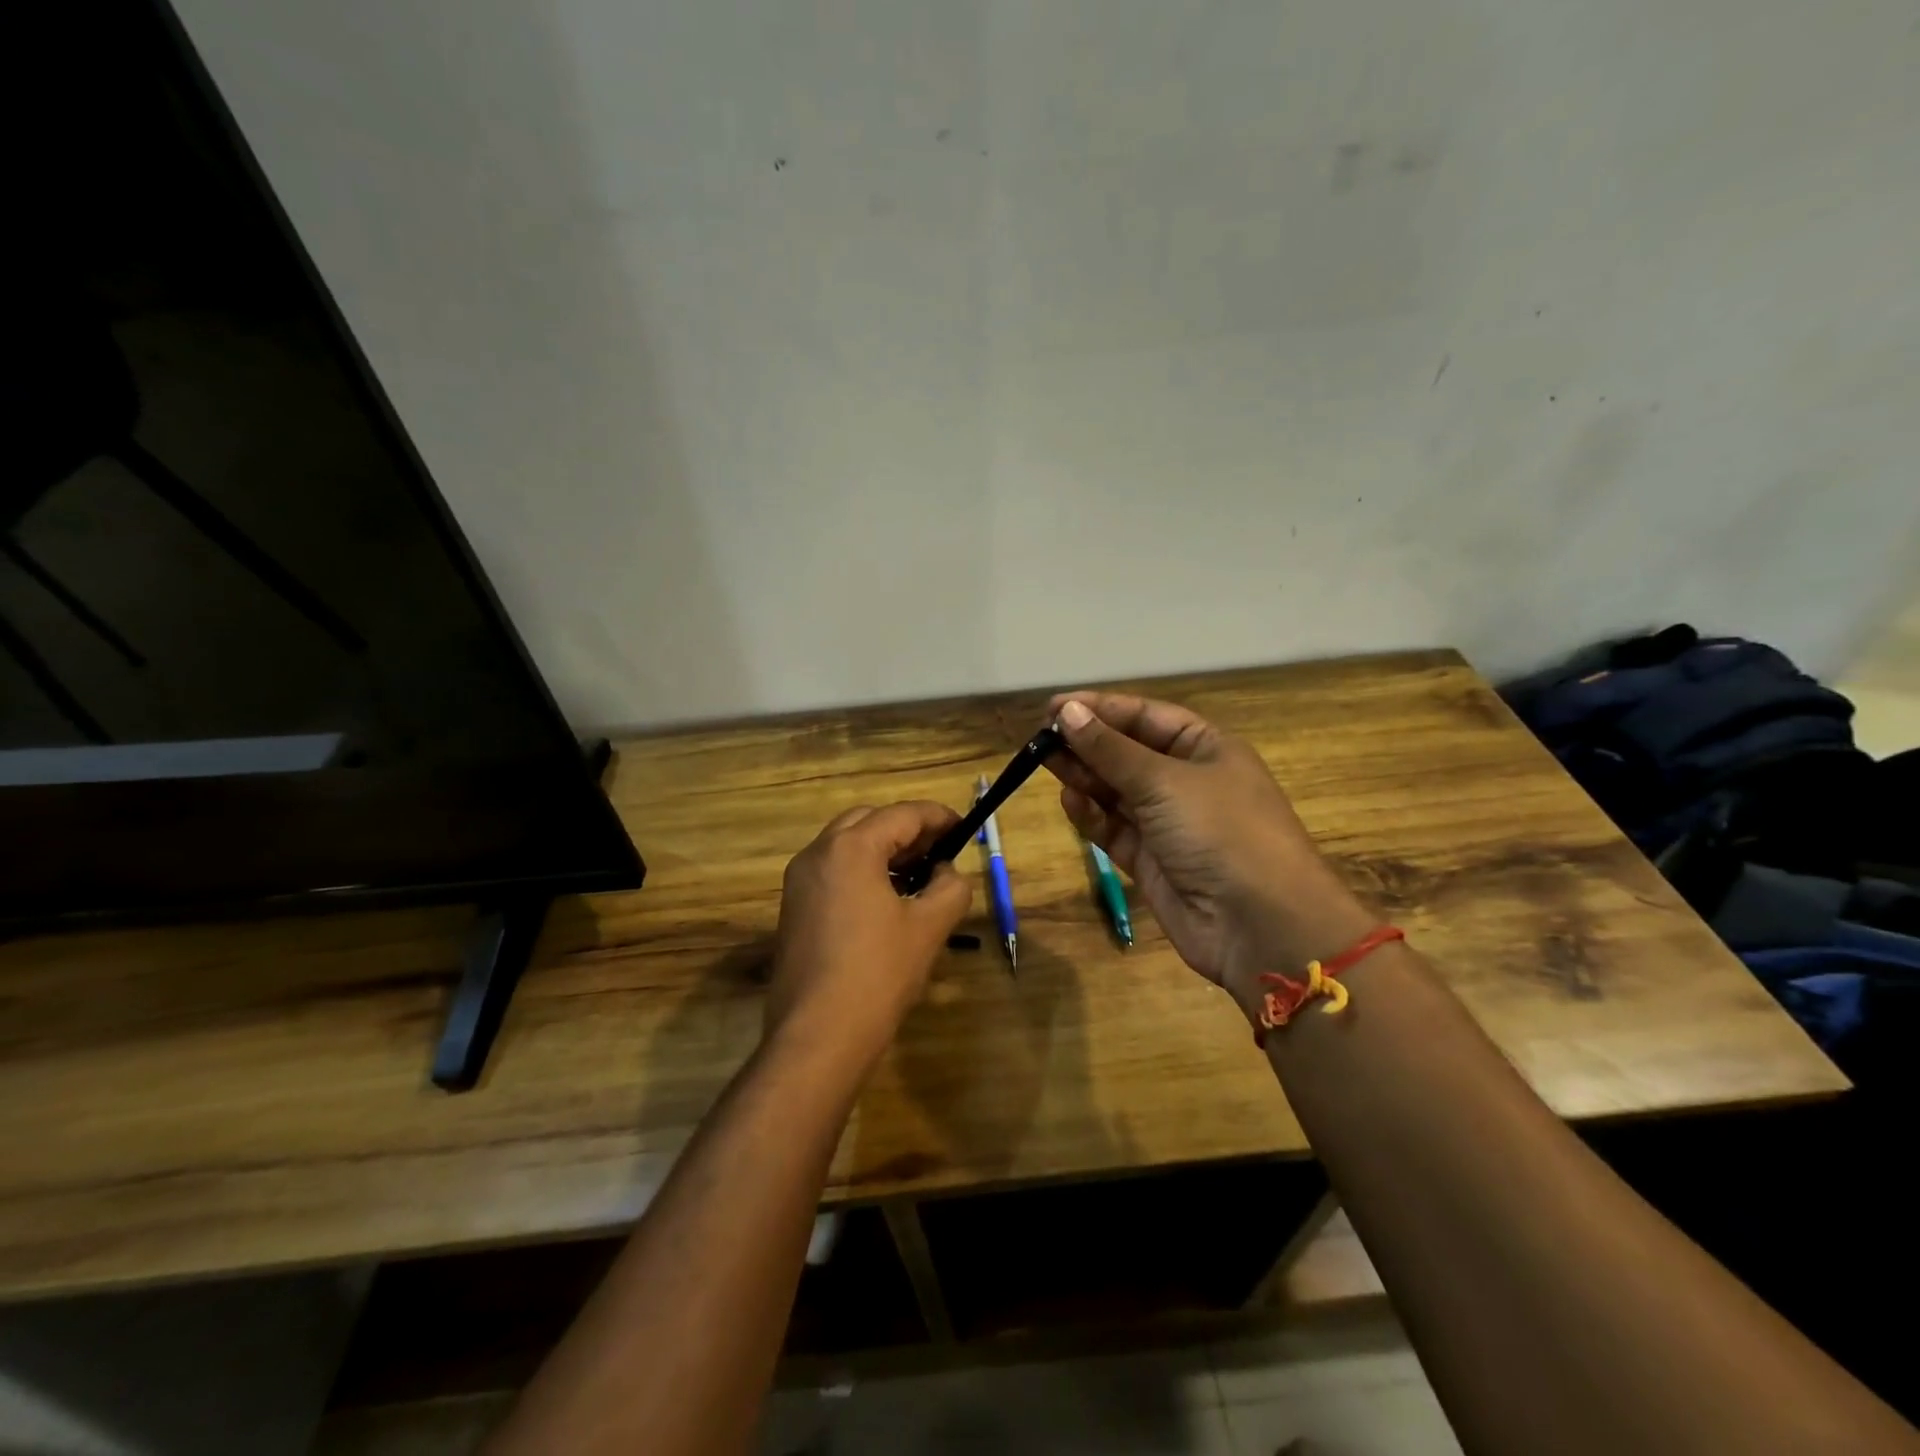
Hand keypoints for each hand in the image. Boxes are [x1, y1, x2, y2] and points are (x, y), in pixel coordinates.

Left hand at [766, 801, 971, 1072]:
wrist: (817, 1036)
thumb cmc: (878, 974)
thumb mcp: (929, 927)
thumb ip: (950, 887)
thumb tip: (945, 872)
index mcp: (850, 848)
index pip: (902, 814)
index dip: (937, 816)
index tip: (962, 827)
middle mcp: (817, 853)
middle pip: (868, 821)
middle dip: (907, 829)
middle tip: (939, 851)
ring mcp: (798, 881)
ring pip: (846, 845)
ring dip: (883, 849)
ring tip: (917, 876)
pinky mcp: (793, 908)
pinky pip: (832, 871)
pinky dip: (861, 870)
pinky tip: (886, 900)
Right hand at [1045, 695, 1374, 1018]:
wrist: (1261, 925)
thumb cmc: (1221, 831)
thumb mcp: (1164, 780)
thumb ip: (1110, 749)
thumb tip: (1066, 712)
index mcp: (1205, 748)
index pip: (1145, 716)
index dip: (1100, 709)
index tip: (1054, 708)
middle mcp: (1186, 781)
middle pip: (1127, 752)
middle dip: (1087, 743)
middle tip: (1040, 736)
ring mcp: (1168, 823)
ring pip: (1116, 790)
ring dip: (1084, 776)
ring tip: (1043, 761)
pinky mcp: (1150, 861)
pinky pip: (1114, 828)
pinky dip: (1091, 815)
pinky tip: (1069, 800)